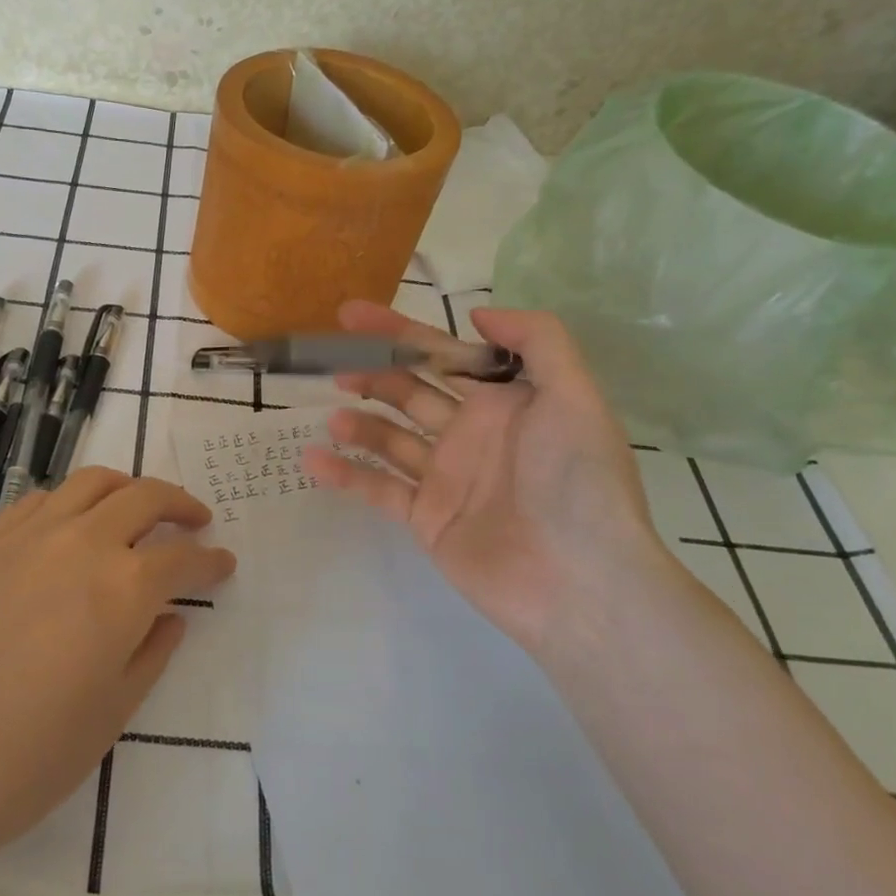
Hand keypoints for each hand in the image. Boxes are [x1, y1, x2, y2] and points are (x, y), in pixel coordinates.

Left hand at [0, 469, 233, 872]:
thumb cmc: (24, 758)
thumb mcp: (108, 717)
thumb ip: (149, 655)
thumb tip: (172, 618)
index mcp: (123, 588)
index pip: (182, 559)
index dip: (210, 561)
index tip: (224, 564)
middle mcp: (81, 544)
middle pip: (144, 497)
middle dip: (179, 504)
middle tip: (196, 520)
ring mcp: (28, 537)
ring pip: (90, 483)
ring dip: (126, 488)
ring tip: (137, 506)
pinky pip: (38, 501)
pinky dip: (69, 501)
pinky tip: (68, 523)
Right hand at [303, 301, 675, 653]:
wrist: (580, 582)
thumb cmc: (577, 481)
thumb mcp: (574, 396)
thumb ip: (536, 340)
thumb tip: (476, 314)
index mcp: (503, 402)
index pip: (442, 354)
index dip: (399, 332)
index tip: (352, 315)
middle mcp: (471, 433)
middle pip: (409, 390)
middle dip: (372, 371)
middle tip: (333, 362)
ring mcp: (446, 477)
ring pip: (390, 437)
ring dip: (360, 422)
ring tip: (334, 415)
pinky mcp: (427, 518)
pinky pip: (379, 488)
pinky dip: (347, 473)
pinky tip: (314, 459)